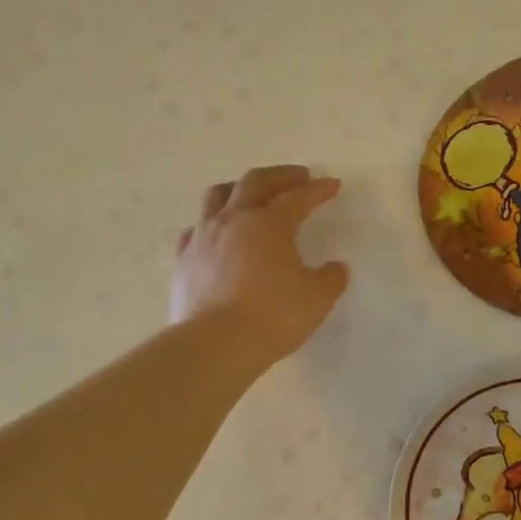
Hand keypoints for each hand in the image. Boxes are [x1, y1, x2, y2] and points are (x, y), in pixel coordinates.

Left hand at [171, 165, 349, 365]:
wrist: (217, 343)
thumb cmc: (274, 315)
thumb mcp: (317, 298)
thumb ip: (330, 278)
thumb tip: (336, 268)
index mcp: (270, 223)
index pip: (298, 197)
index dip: (318, 190)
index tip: (332, 185)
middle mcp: (233, 220)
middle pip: (254, 182)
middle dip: (279, 176)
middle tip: (297, 178)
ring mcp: (203, 237)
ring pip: (217, 196)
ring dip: (238, 189)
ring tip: (250, 195)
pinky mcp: (183, 260)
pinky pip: (195, 229)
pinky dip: (210, 224)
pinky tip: (216, 234)